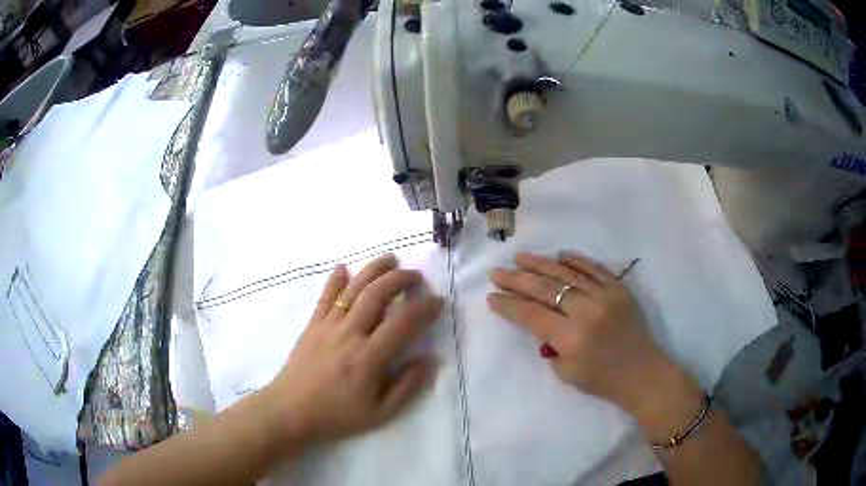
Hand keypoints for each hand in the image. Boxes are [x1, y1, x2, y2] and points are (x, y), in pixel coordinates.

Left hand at [259, 253, 441, 451]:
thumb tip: (429, 359)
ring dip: (374, 270)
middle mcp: (349, 333)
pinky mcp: (312, 324)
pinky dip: (335, 279)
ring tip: (391, 259)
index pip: (403, 322)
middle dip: (401, 279)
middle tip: (417, 277)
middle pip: (377, 294)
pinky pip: (325, 296)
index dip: (424, 308)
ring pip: (353, 288)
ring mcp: (328, 325)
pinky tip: (344, 266)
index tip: (437, 302)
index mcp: (369, 357)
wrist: (290, 410)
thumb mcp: (380, 413)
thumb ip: (407, 386)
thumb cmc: (337, 415)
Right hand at [487, 251, 699, 421]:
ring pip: (567, 273)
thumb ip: (549, 343)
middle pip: (545, 289)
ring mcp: (605, 295)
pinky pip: (594, 268)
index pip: (531, 314)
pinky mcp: (619, 288)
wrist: (642, 373)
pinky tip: (560, 254)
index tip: (491, 296)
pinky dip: (576, 260)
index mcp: (571, 337)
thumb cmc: (601, 380)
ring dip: (541, 264)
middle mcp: (586, 311)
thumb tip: (538, 319)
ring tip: (521, 257)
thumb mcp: (565, 371)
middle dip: (517, 280)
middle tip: (497, 272)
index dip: (508, 304)